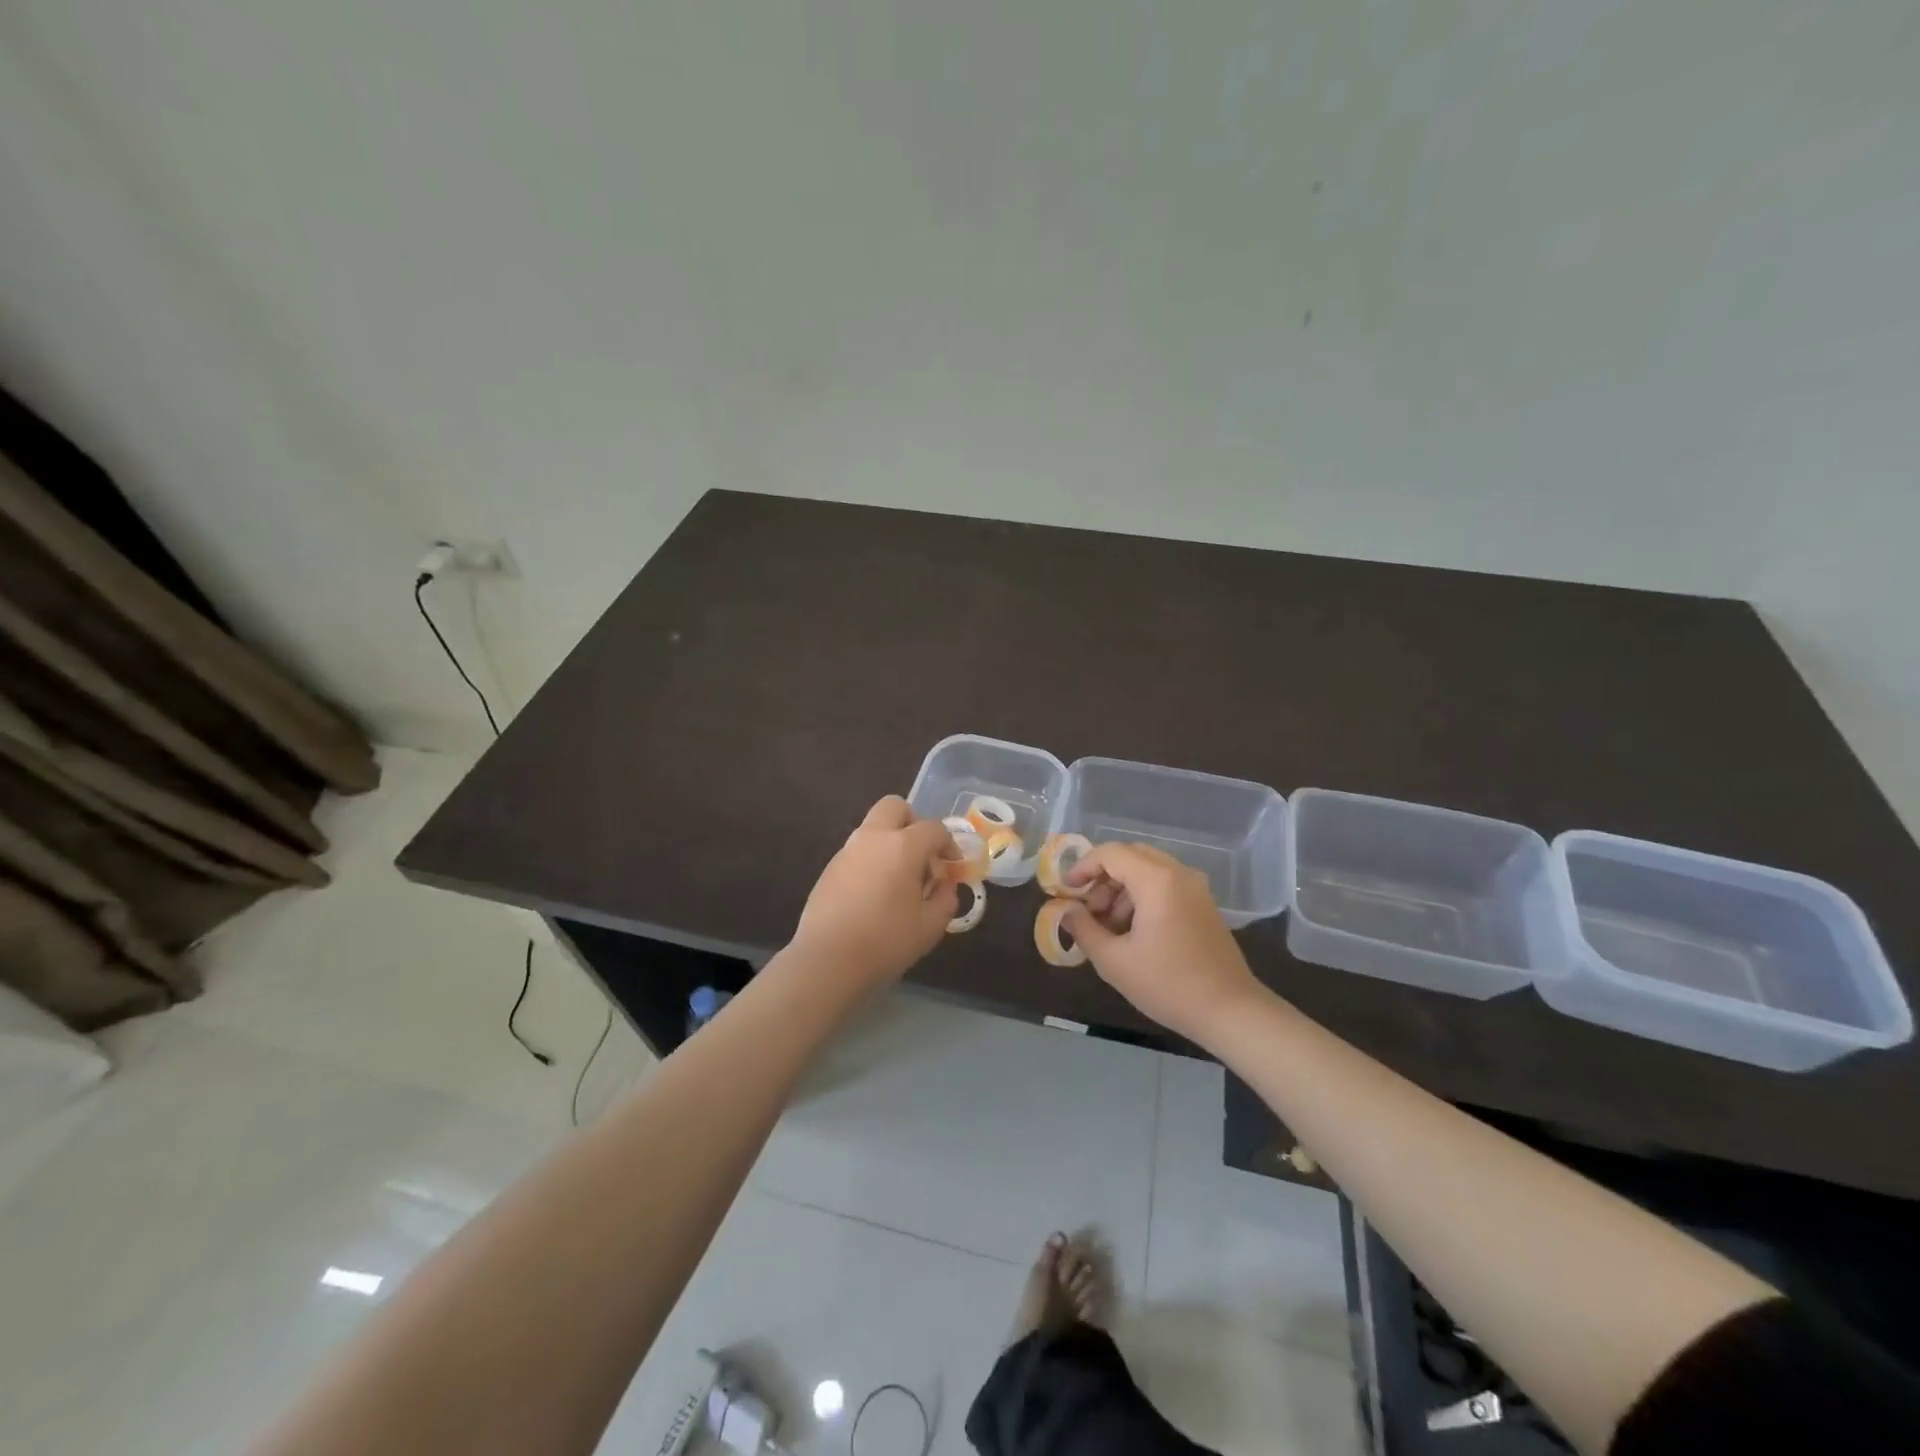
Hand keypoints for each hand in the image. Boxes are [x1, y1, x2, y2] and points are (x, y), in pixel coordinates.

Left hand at [792, 796, 958, 985]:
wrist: (827, 960)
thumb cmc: (886, 941)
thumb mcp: (930, 926)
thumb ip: (945, 899)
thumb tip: (945, 885)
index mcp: (903, 847)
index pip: (933, 828)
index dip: (949, 843)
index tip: (953, 865)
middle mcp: (873, 838)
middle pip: (894, 807)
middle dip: (913, 822)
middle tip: (921, 854)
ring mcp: (847, 851)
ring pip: (873, 828)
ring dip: (890, 842)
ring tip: (899, 881)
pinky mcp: (829, 868)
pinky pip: (857, 851)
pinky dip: (871, 860)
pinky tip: (874, 895)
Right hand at [1061, 843, 1263, 1042]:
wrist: (1230, 1011)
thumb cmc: (1168, 984)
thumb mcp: (1113, 961)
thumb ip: (1083, 929)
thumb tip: (1066, 911)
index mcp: (1156, 880)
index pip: (1110, 853)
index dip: (1082, 866)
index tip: (1066, 890)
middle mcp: (1178, 873)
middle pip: (1130, 856)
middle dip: (1102, 878)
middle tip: (1088, 910)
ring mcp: (1195, 887)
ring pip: (1147, 870)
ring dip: (1122, 889)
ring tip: (1108, 927)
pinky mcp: (1203, 904)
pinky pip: (1165, 884)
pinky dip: (1142, 896)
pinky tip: (1134, 931)